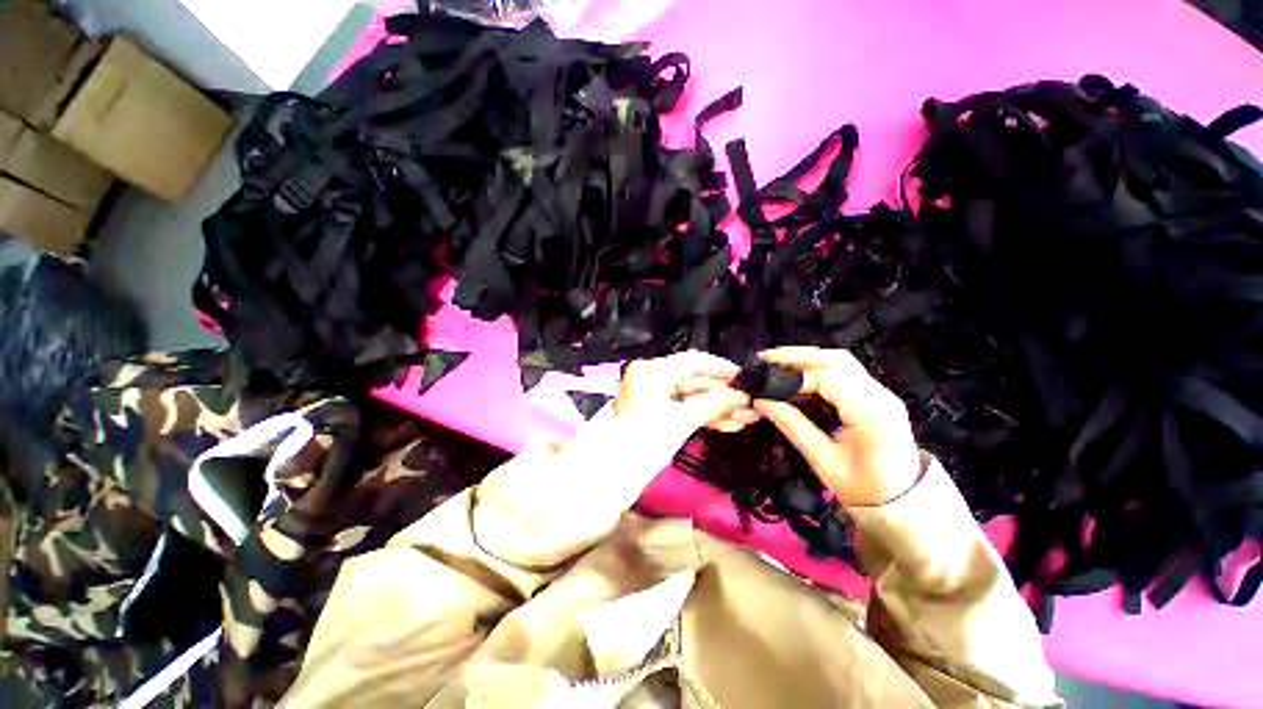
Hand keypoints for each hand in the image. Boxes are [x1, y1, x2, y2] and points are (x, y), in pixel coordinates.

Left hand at [613, 351, 758, 433]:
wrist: (614, 471)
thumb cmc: (644, 441)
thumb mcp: (682, 421)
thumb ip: (713, 405)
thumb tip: (742, 396)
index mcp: (652, 371)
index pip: (691, 361)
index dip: (719, 367)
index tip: (743, 376)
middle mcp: (653, 378)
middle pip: (695, 380)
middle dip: (723, 395)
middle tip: (750, 403)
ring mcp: (656, 395)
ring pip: (693, 397)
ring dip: (718, 407)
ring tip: (747, 418)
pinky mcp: (659, 411)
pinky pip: (685, 408)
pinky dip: (705, 415)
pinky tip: (730, 424)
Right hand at [753, 347, 920, 506]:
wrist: (903, 502)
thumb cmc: (863, 489)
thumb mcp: (823, 460)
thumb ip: (792, 426)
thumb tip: (760, 400)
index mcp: (870, 413)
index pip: (828, 378)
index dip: (794, 377)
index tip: (767, 385)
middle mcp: (880, 395)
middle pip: (836, 360)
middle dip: (797, 356)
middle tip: (765, 359)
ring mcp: (881, 392)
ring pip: (841, 360)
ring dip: (807, 357)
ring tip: (777, 362)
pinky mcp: (876, 394)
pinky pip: (845, 370)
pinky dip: (818, 366)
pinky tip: (798, 373)